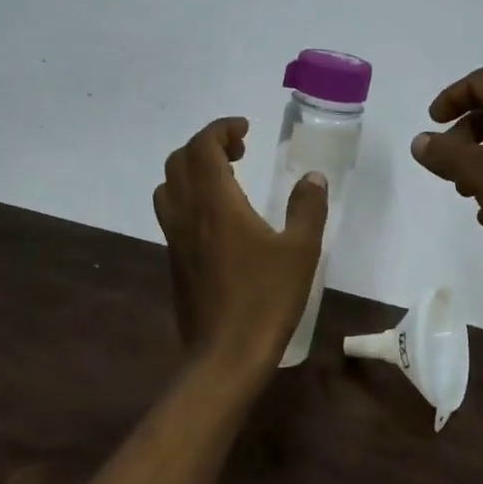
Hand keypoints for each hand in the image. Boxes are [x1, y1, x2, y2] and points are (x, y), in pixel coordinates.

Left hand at [153, 117, 329, 367]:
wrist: (225, 355)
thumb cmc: (265, 299)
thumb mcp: (300, 251)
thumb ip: (307, 208)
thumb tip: (313, 178)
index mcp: (215, 202)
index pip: (203, 146)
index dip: (221, 129)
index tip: (245, 129)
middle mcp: (187, 213)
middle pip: (180, 160)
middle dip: (207, 145)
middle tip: (240, 151)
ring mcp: (175, 238)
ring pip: (169, 186)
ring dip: (192, 170)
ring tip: (226, 178)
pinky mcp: (173, 260)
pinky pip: (171, 212)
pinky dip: (188, 196)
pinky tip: (218, 218)